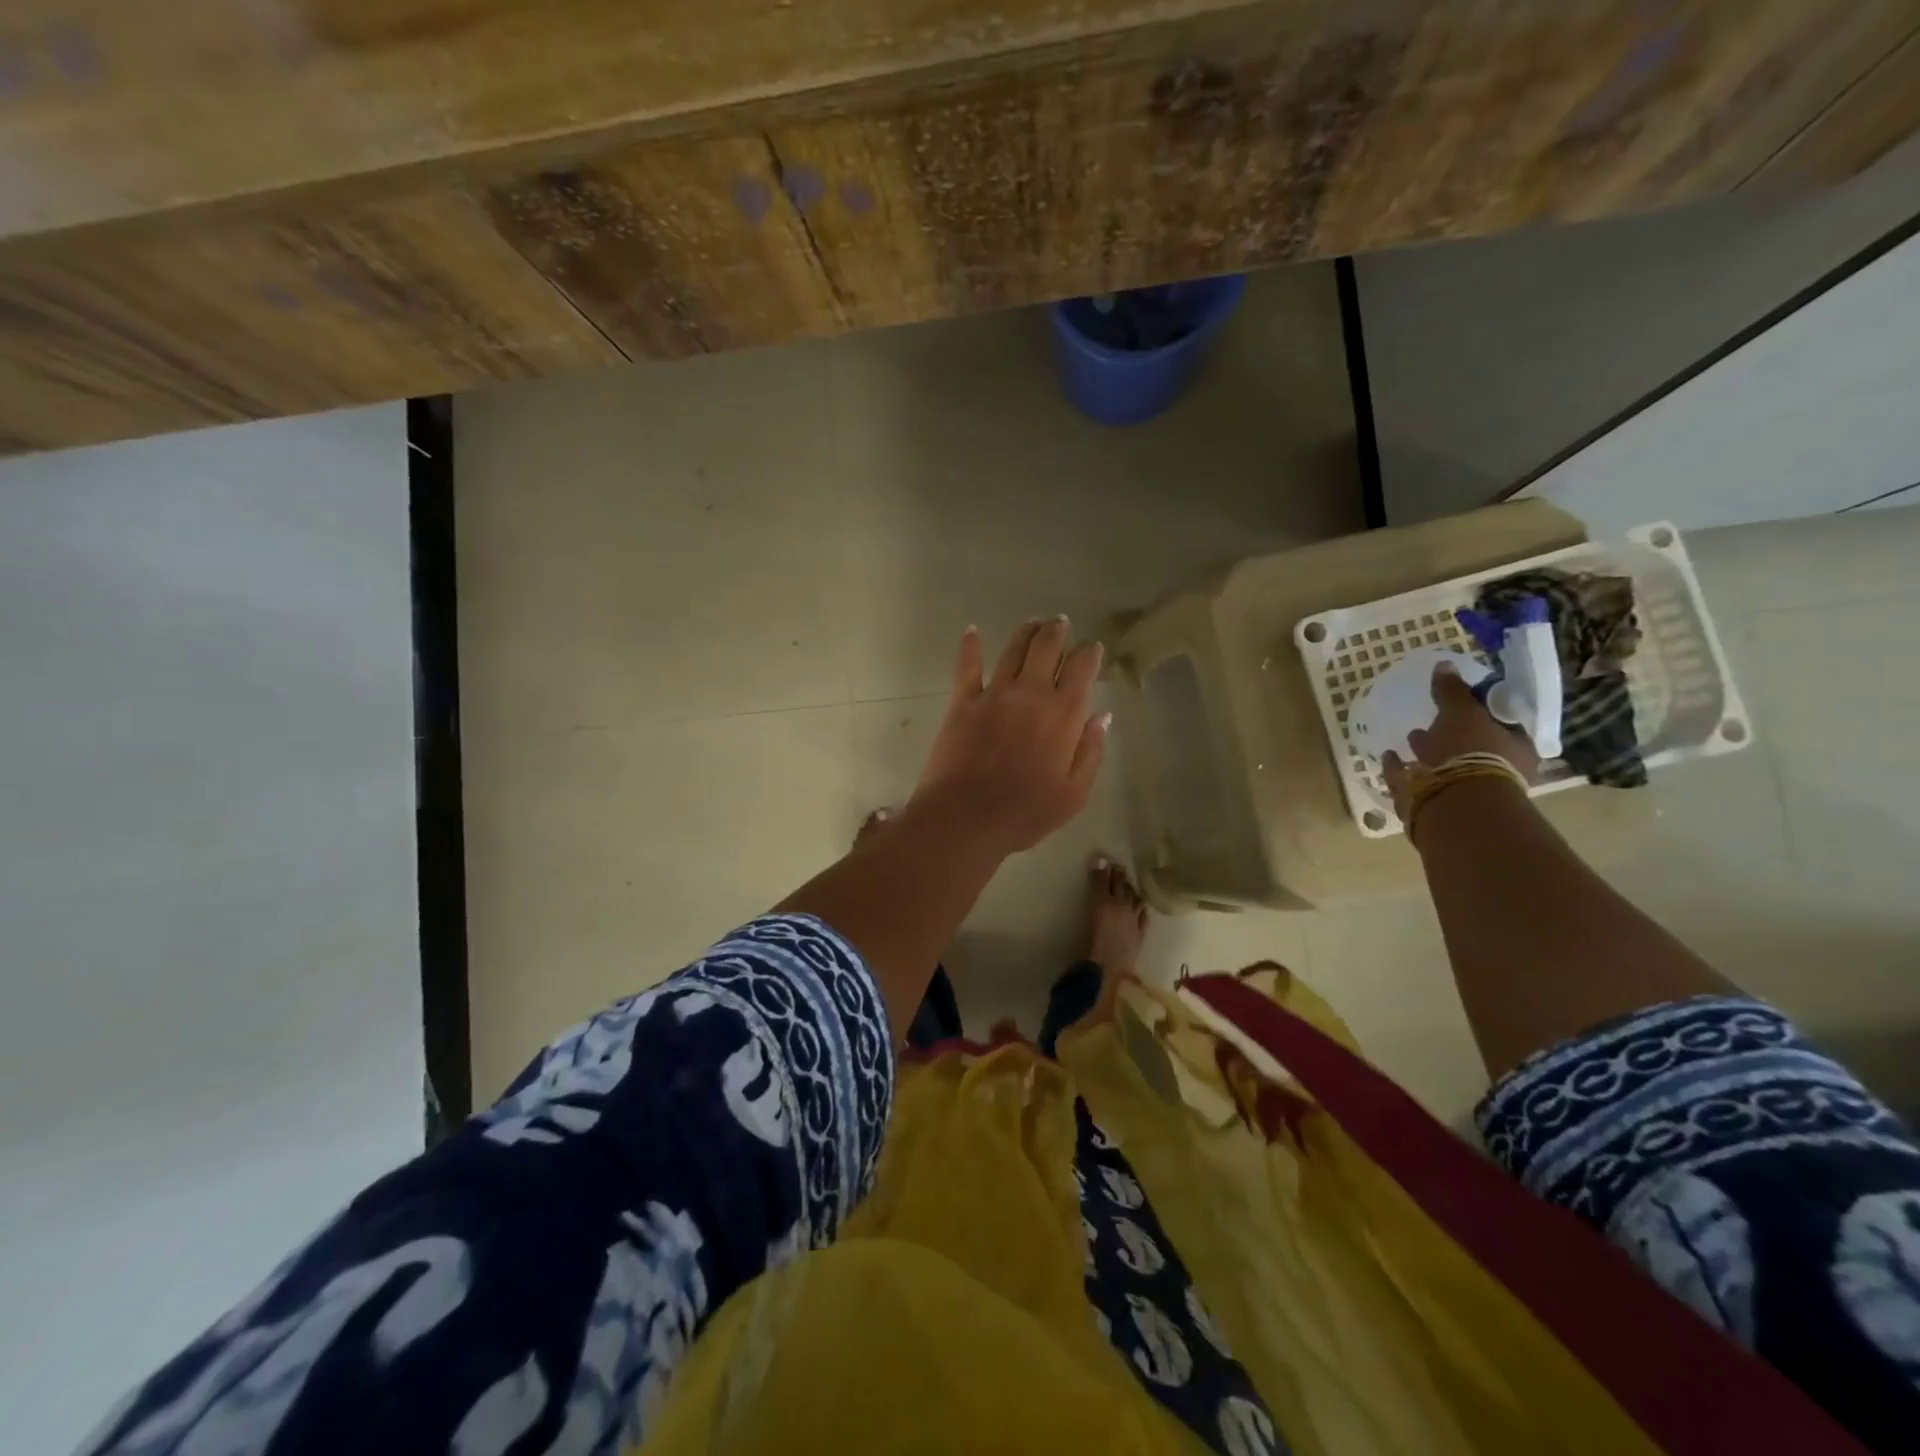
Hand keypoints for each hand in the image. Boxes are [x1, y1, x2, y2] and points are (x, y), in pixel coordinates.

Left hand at [909, 618, 1109, 854]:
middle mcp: (1031, 693)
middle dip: (1057, 631)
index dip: (1090, 653)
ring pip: (1013, 649)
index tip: (1092, 648)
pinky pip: (967, 665)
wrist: (966, 818)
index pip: (1082, 669)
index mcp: (1064, 714)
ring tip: (1033, 623)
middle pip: (1047, 647)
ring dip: (1025, 632)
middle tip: (1060, 623)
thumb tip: (1102, 716)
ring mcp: (994, 693)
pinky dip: (970, 645)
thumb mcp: (1074, 793)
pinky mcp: (962, 701)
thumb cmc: (1025, 812)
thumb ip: (1091, 751)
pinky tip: (971, 630)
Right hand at [1382, 663, 1540, 817]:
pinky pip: (1414, 780)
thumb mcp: (1463, 712)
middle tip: (1436, 718)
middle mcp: (1496, 773)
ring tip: (1411, 736)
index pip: (1503, 724)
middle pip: (1474, 747)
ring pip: (1445, 766)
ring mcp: (1464, 792)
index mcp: (1516, 751)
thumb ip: (1453, 691)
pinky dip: (1401, 768)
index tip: (1465, 699)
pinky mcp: (1433, 805)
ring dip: (1428, 752)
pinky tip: (1389, 755)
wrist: (1453, 805)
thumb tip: (1445, 665)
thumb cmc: (1471, 753)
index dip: (1485, 710)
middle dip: (1454, 734)